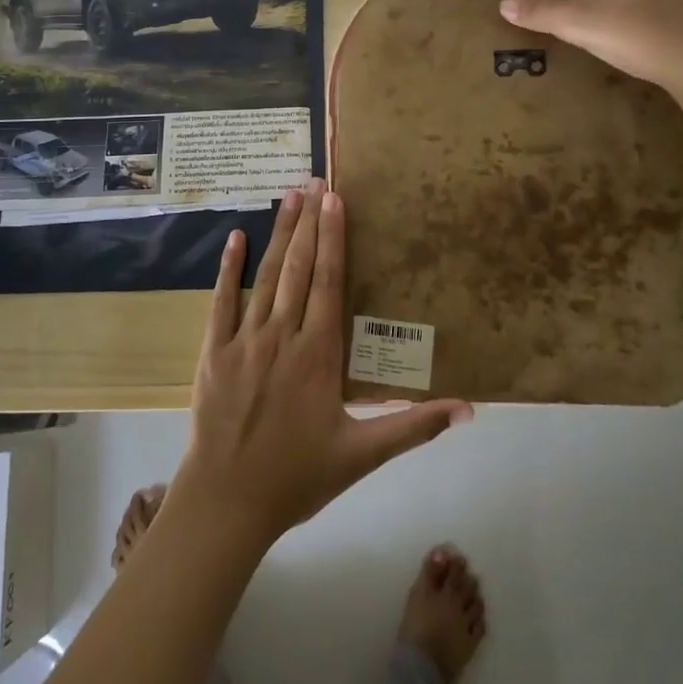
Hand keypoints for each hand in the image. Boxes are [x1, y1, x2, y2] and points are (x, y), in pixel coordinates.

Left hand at [173, 179, 472, 546]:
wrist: (227, 501)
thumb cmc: (297, 476)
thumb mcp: (362, 455)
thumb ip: (413, 426)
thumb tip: (467, 408)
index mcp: (319, 354)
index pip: (329, 282)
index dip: (334, 238)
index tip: (336, 201)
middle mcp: (283, 335)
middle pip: (299, 267)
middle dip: (309, 223)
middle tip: (316, 182)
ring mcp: (245, 339)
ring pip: (265, 276)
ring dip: (278, 233)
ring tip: (289, 196)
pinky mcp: (214, 349)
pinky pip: (222, 300)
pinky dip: (229, 267)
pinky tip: (235, 237)